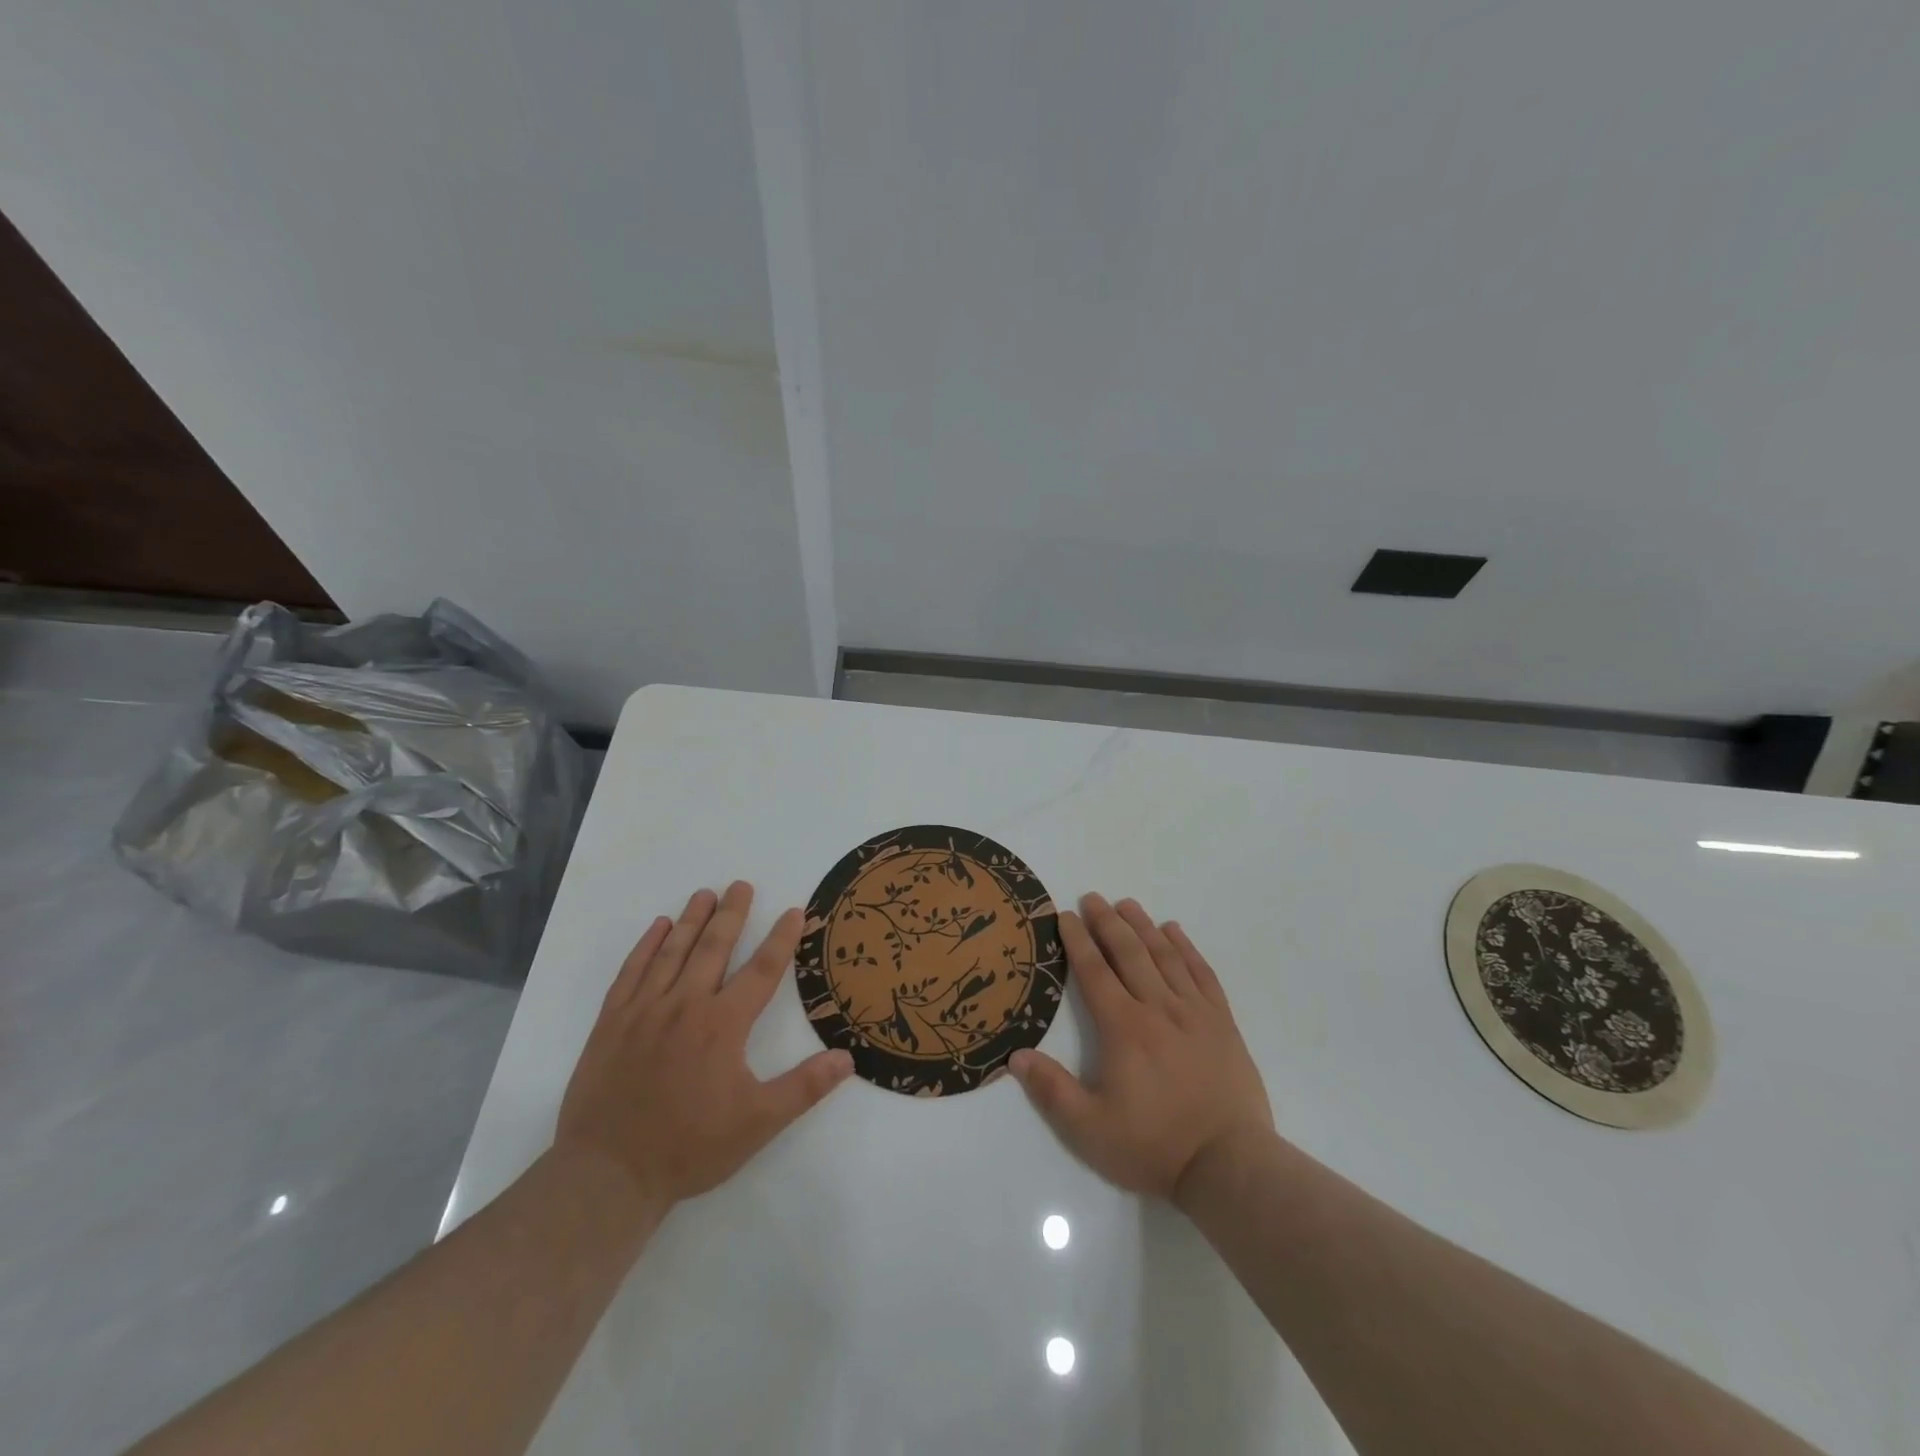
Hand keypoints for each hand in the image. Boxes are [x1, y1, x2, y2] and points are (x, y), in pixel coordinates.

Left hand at [555, 881, 853, 1214]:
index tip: (794, 911)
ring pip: (673, 952)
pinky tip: (658, 927)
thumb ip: (804, 1088)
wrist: (606, 1174)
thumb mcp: (757, 1124)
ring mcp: (644, 1010)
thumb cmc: (687, 1147)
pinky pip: (631, 971)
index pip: (761, 971)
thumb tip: (847, 1058)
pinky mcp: (612, 1022)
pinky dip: (646, 945)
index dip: (781, 939)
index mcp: (722, 1025)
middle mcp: (685, 1005)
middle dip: (732, 914)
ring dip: (692, 920)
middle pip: (714, 948)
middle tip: (741, 885)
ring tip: (705, 893)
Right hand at [1009, 893, 1271, 1201]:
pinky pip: (1202, 973)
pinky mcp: (1222, 1023)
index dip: (1077, 940)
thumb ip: (1051, 1090)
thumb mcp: (1089, 1129)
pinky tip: (1176, 932)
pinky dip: (1187, 948)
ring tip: (1127, 904)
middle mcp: (1157, 1008)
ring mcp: (1194, 1012)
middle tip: (1093, 898)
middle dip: (1107, 922)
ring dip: (1144, 926)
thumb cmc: (1154, 1146)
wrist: (1229, 1165)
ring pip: (1165, 956)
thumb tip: (1015, 1056)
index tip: (1065, 915)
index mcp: (1123, 1027)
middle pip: (1129, 952)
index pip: (1094, 971)